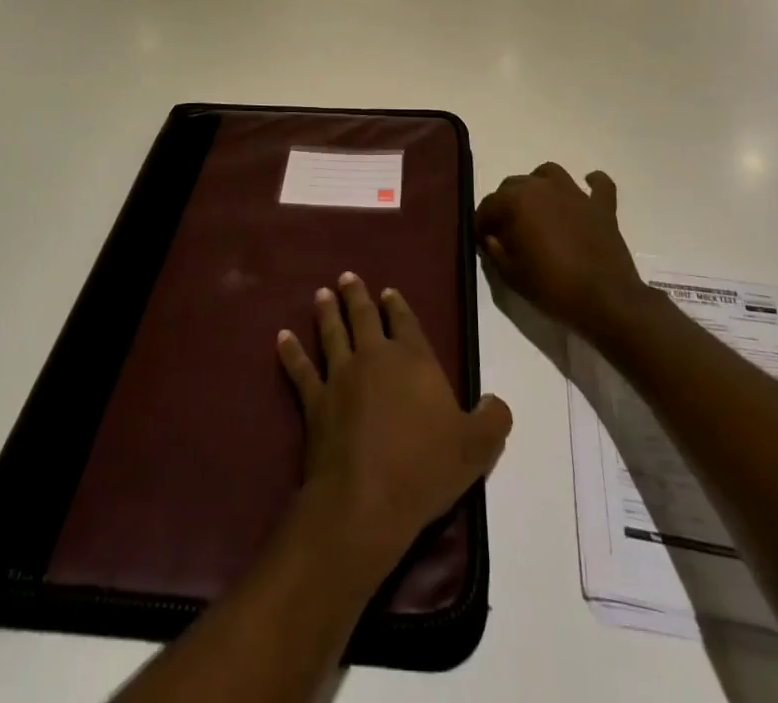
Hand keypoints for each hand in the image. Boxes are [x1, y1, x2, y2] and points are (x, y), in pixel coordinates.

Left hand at [277, 273, 511, 585]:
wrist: (366, 500)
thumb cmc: (424, 468)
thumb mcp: (476, 448)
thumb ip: (492, 419)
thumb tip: (496, 401)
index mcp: (413, 359)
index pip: (405, 321)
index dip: (397, 305)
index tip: (388, 291)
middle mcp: (375, 356)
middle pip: (363, 316)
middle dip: (355, 295)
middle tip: (346, 277)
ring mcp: (340, 376)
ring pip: (331, 333)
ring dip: (326, 312)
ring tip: (320, 294)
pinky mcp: (314, 400)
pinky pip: (300, 369)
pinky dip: (290, 352)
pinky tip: (281, 337)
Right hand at [474, 163, 646, 338]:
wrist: (606, 300)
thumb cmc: (553, 287)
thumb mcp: (512, 275)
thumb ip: (495, 251)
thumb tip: (491, 237)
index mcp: (518, 201)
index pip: (489, 204)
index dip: (482, 222)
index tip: (482, 239)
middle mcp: (544, 187)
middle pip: (514, 185)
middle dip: (505, 204)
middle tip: (506, 230)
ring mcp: (576, 193)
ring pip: (548, 174)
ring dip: (538, 185)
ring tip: (537, 207)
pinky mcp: (602, 206)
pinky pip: (599, 185)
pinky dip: (592, 184)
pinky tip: (586, 189)